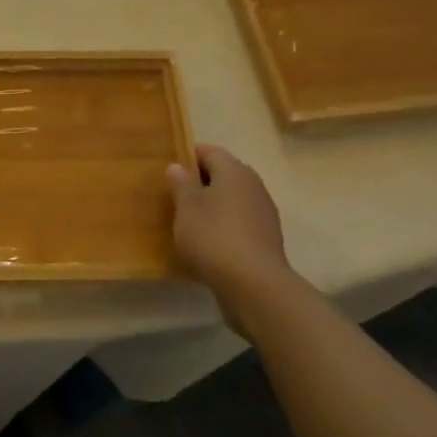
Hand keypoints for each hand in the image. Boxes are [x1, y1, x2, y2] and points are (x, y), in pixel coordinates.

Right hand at [166, 144, 294, 337]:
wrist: (254, 285)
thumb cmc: (213, 237)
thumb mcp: (186, 208)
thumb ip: (181, 184)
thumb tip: (177, 166)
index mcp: (234, 171)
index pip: (209, 151)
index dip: (188, 157)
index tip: (169, 172)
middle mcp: (253, 186)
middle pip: (223, 174)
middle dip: (200, 182)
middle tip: (175, 197)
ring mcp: (264, 212)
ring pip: (232, 199)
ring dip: (213, 205)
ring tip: (189, 221)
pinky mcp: (266, 238)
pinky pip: (240, 221)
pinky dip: (224, 225)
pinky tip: (208, 242)